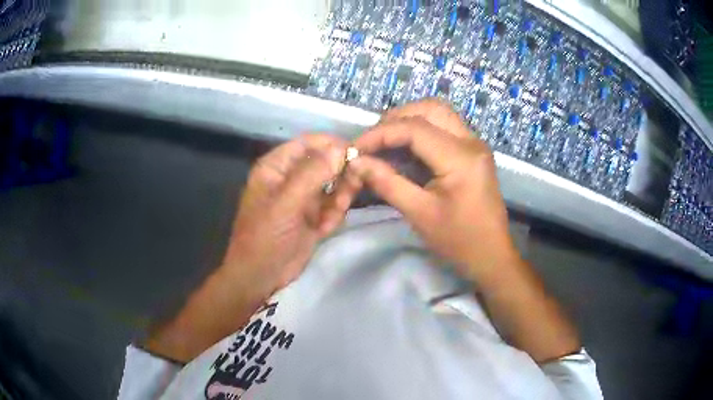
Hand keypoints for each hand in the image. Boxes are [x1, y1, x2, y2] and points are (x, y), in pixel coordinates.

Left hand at [223, 134, 360, 298]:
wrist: (261, 276)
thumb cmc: (265, 235)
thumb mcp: (286, 202)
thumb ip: (313, 174)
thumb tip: (341, 149)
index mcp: (277, 167)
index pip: (308, 143)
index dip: (332, 144)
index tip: (357, 152)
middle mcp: (292, 177)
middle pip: (326, 163)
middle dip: (340, 176)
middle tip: (349, 191)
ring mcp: (304, 197)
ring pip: (334, 185)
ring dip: (339, 199)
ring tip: (329, 217)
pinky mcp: (314, 216)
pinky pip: (334, 206)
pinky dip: (333, 216)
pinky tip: (323, 230)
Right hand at [349, 100, 580, 362]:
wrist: (491, 255)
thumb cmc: (459, 241)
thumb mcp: (419, 214)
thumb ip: (387, 183)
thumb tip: (356, 162)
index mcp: (461, 157)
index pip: (414, 128)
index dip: (380, 134)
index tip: (355, 149)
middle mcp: (471, 141)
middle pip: (430, 109)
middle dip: (396, 118)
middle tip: (373, 141)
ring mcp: (475, 144)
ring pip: (439, 114)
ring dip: (409, 120)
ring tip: (385, 142)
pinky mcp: (473, 152)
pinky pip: (444, 128)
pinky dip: (421, 131)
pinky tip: (404, 149)